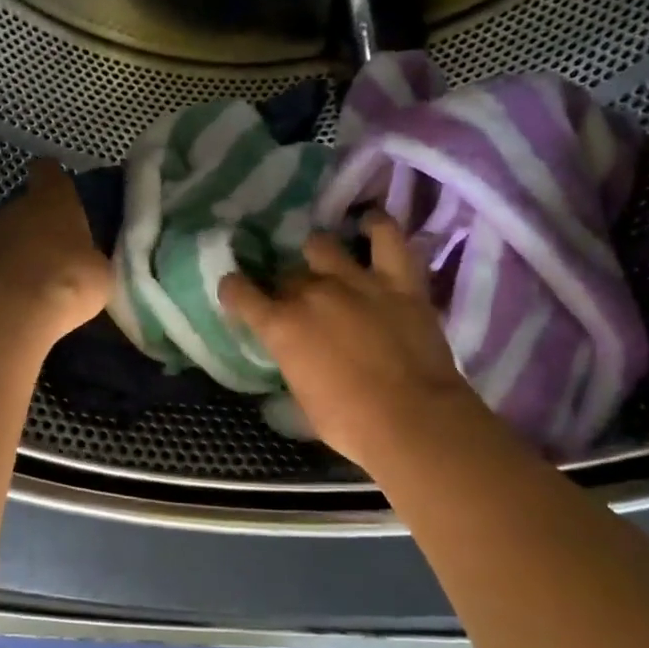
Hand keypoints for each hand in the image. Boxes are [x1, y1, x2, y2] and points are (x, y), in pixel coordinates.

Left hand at [0, 159, 110, 339]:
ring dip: (10, 253)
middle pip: (23, 208)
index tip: (60, 191)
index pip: (49, 172)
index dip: (53, 180)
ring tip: (26, 282)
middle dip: (34, 227)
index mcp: (52, 200)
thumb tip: (84, 261)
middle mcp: (13, 208)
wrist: (9, 315)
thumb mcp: (99, 273)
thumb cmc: (67, 283)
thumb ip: (89, 258)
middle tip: (52, 254)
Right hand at [220, 215, 484, 471]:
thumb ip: (292, 365)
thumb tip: (293, 358)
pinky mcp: (398, 280)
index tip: (237, 293)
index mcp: (281, 326)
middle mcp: (311, 293)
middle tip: (299, 305)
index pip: (240, 293)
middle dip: (286, 288)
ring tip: (327, 265)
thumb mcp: (302, 401)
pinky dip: (376, 226)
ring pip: (323, 246)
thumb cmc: (350, 424)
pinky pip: (386, 237)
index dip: (235, 291)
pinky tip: (369, 224)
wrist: (413, 421)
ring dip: (319, 256)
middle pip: (287, 275)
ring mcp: (356, 281)